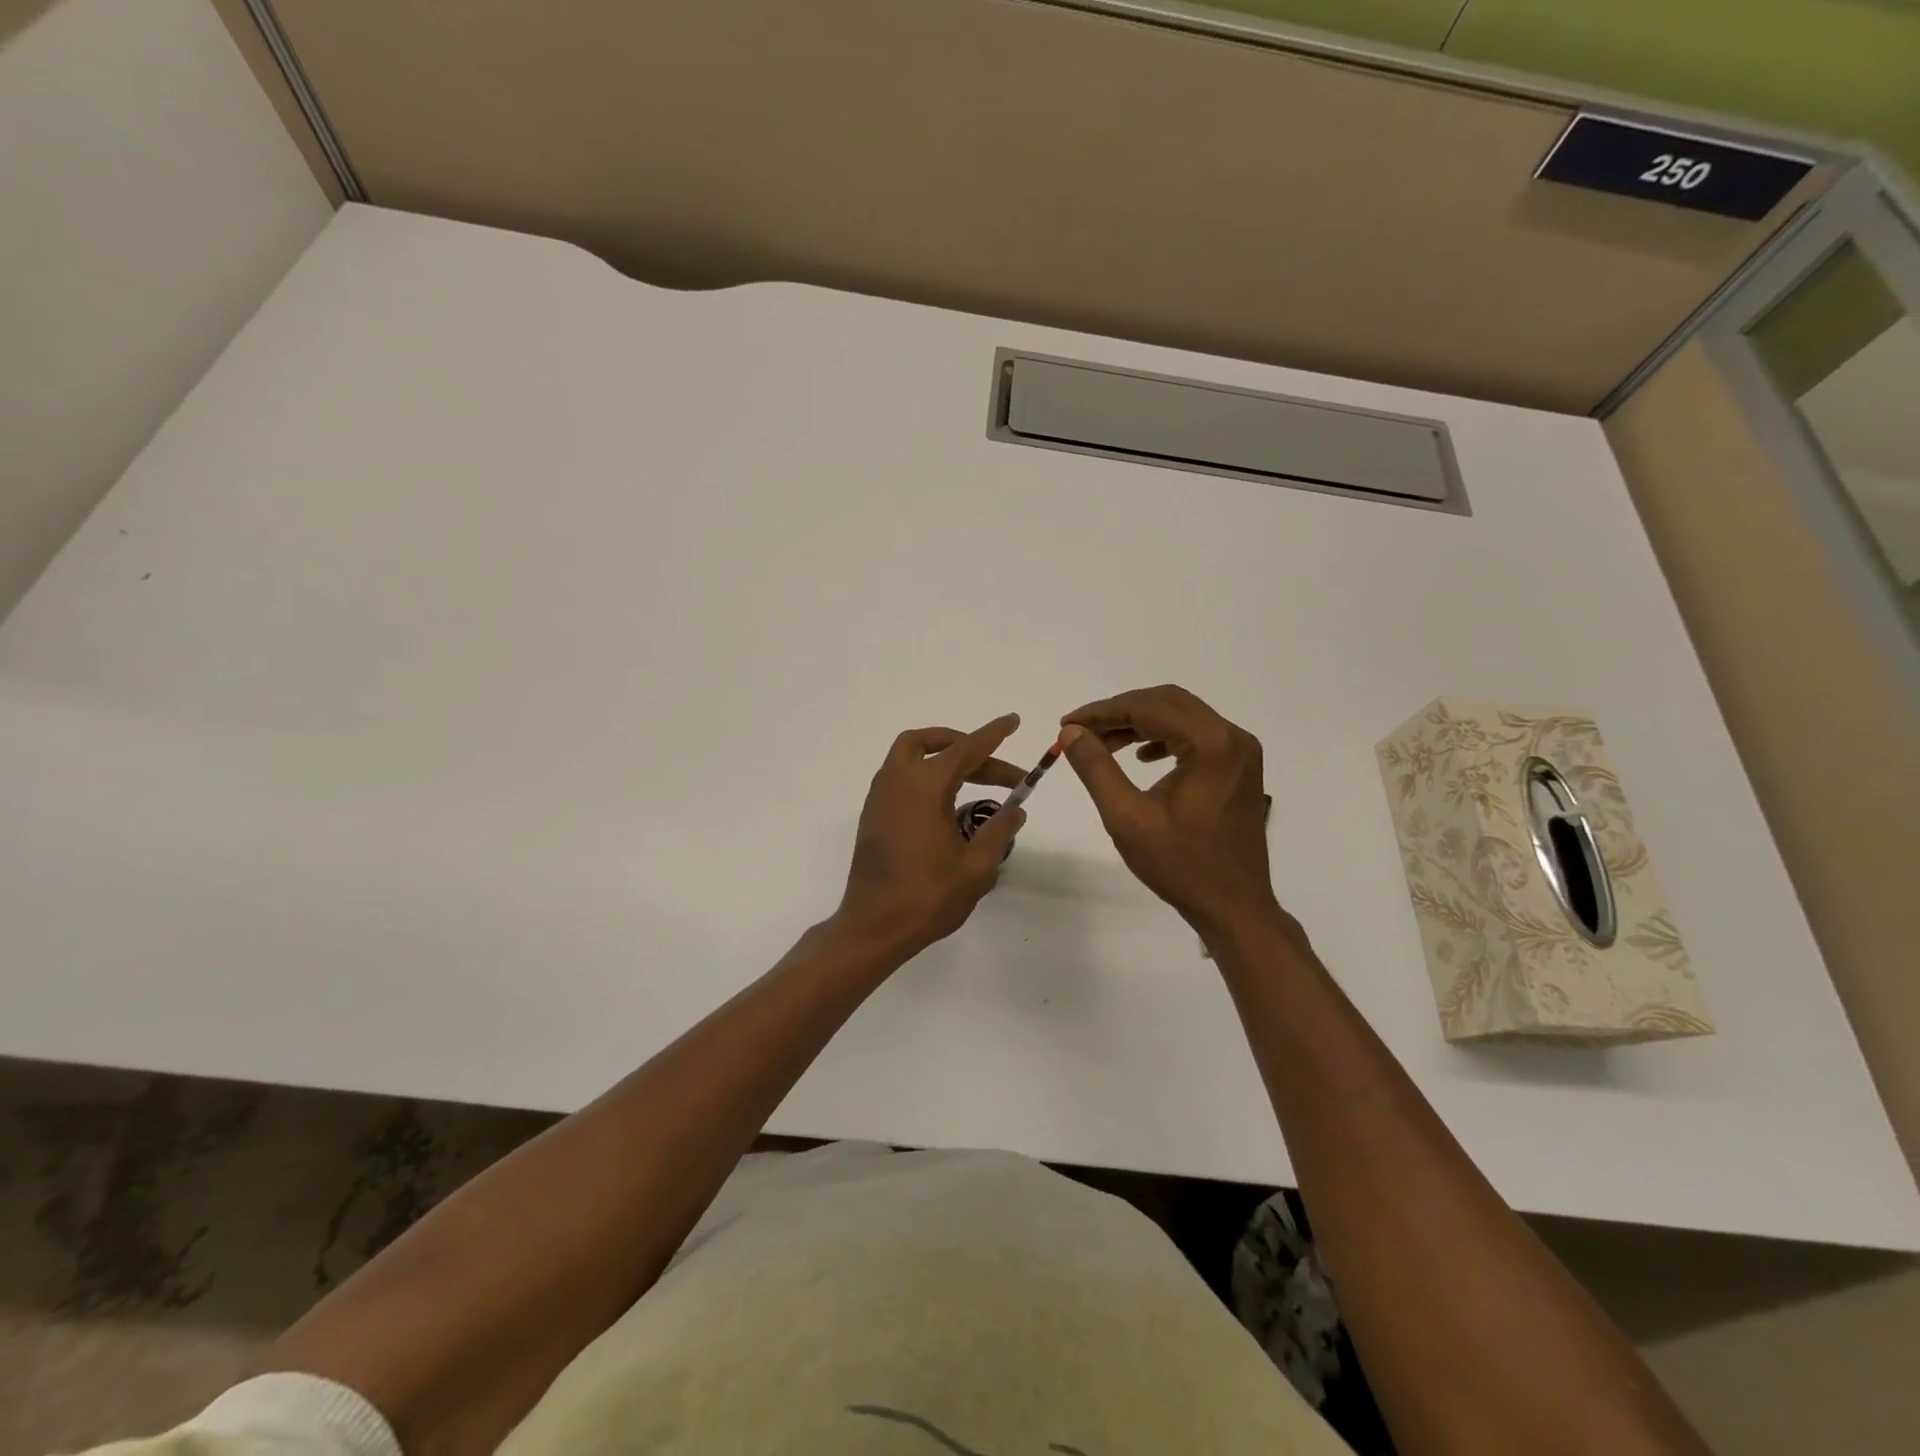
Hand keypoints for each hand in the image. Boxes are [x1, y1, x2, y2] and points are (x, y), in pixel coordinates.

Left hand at [835, 713, 1027, 955]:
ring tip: (976, 778)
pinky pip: (900, 776)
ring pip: (910, 755)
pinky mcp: (873, 814)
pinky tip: (947, 802)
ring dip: (943, 758)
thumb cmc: (928, 897)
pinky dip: (926, 775)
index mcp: (925, 787)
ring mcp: (880, 797)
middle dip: (969, 748)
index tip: (1013, 721)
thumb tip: (1015, 809)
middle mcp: (898, 781)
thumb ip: (999, 831)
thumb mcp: (976, 867)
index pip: (966, 749)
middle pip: (933, 744)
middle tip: (1001, 771)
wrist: (873, 927)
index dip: (993, 735)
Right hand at [1060, 686, 1284, 939]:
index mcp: (1211, 744)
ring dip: (1140, 723)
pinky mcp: (1239, 768)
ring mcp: (1240, 752)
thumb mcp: (1127, 817)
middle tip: (1081, 731)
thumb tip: (1071, 732)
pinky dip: (1163, 738)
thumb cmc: (1180, 865)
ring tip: (1103, 744)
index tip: (1067, 724)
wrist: (1234, 907)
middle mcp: (1232, 737)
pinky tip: (1141, 758)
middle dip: (1120, 712)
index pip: (1148, 707)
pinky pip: (1196, 736)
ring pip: (1182, 716)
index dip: (1102, 711)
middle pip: (1167, 702)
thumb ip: (1096, 768)